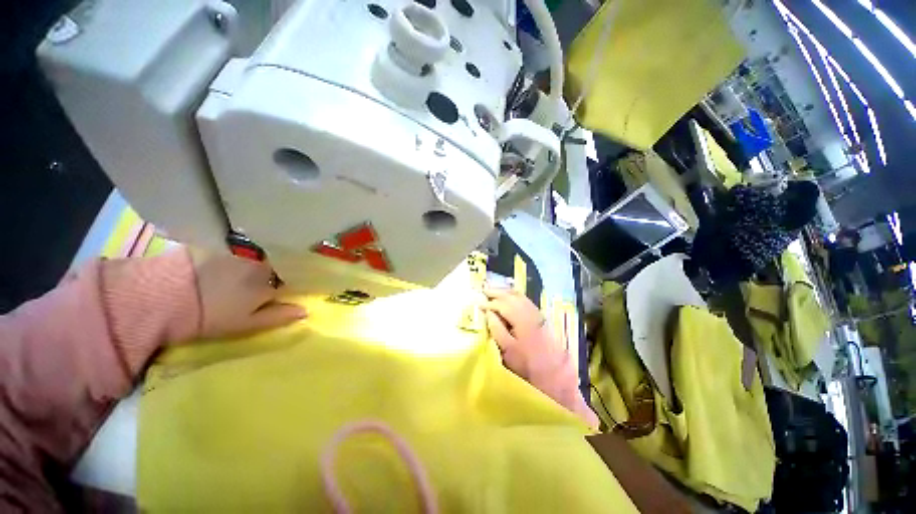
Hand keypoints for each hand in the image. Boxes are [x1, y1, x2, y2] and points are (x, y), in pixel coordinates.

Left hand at [191, 251, 305, 338]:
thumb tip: (306, 310)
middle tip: (270, 278)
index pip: (292, 278)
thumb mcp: (247, 323)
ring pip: (258, 253)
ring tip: (250, 269)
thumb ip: (278, 316)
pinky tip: (230, 260)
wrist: (162, 296)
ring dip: (259, 259)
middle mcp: (261, 261)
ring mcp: (239, 250)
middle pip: (277, 262)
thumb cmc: (210, 315)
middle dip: (278, 268)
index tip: (290, 286)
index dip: (293, 281)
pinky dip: (239, 251)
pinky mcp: (217, 242)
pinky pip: (238, 246)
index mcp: (271, 280)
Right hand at [483, 287, 554, 379]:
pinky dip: (515, 296)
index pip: (503, 305)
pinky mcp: (541, 317)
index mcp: (522, 320)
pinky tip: (509, 297)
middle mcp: (531, 312)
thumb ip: (497, 329)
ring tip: (494, 291)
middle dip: (497, 292)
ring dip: (506, 292)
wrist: (553, 375)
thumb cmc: (527, 365)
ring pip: (520, 296)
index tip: (478, 304)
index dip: (489, 303)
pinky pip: (525, 300)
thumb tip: (488, 312)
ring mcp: (537, 313)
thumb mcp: (508, 350)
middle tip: (484, 290)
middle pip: (512, 296)